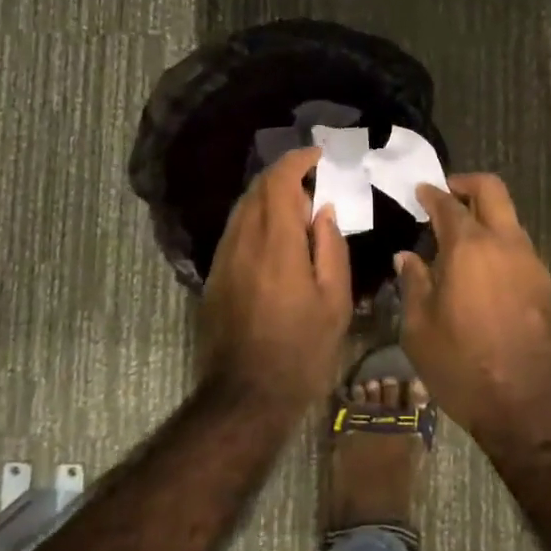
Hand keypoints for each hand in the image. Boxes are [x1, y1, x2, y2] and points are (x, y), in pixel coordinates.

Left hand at [199, 147, 352, 408]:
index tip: (318, 155)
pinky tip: (275, 236)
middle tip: (313, 181)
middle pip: (258, 189)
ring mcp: (224, 257)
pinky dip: (256, 218)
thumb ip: (331, 247)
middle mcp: (244, 240)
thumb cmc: (301, 350)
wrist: (245, 394)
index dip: (297, 160)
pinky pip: (236, 230)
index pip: (279, 182)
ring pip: (243, 208)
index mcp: (277, 243)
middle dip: (284, 175)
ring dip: (269, 196)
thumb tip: (324, 210)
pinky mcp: (215, 275)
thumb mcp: (334, 301)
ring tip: (297, 207)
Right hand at [398, 173, 550, 437]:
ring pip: (509, 219)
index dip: (431, 193)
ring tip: (460, 242)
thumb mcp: (420, 329)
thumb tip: (408, 257)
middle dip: (467, 184)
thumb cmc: (463, 366)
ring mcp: (531, 262)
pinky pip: (519, 248)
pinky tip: (482, 272)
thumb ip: (413, 284)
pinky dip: (499, 245)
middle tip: (446, 195)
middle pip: (492, 190)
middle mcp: (505, 244)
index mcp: (469, 248)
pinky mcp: (546, 285)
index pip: (448, 204)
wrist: (528, 406)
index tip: (420, 192)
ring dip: (485, 217)